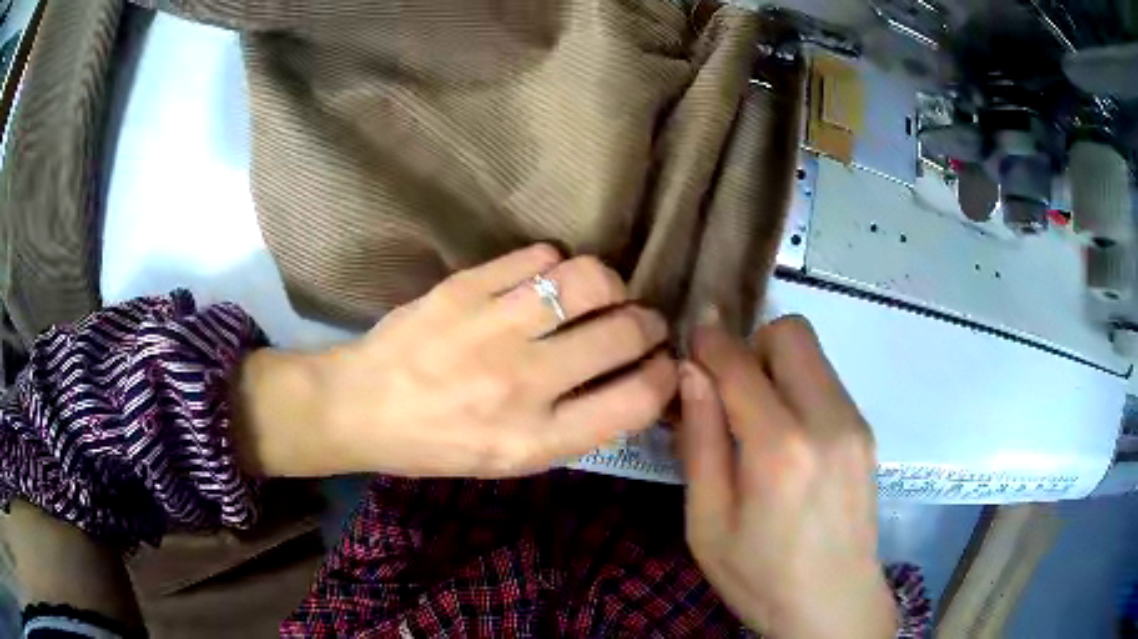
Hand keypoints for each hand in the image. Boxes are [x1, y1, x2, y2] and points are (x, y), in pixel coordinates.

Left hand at [236, 244, 676, 477]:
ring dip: (612, 283)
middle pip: (623, 332)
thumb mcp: (510, 461)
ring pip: (588, 280)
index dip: (666, 376)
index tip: (665, 363)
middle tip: (642, 320)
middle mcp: (522, 383)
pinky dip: (557, 263)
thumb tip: (629, 382)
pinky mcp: (464, 287)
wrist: (360, 407)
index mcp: (535, 440)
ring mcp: (491, 328)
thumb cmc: (436, 445)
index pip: (636, 401)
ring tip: (603, 292)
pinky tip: (547, 278)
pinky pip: (538, 255)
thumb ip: (573, 427)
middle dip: (650, 322)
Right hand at [677, 316, 896, 638]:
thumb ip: (700, 442)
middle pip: (791, 333)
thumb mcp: (707, 523)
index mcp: (779, 449)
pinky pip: (827, 382)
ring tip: (758, 421)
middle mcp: (827, 419)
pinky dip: (800, 388)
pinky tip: (789, 440)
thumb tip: (692, 374)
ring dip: (777, 366)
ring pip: (813, 353)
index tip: (691, 337)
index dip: (710, 341)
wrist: (834, 604)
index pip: (740, 363)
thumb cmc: (759, 577)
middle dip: (752, 345)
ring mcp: (855, 423)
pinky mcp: (867, 433)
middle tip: (730, 391)